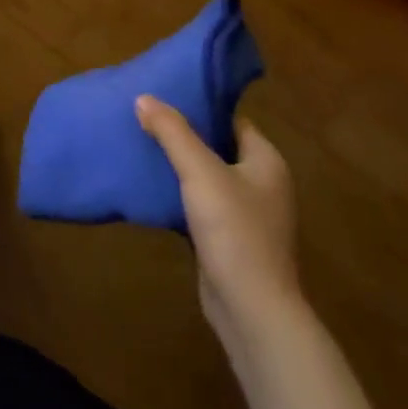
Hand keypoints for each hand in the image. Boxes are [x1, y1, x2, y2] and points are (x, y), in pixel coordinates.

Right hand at [136, 96, 298, 341]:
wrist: (252, 313)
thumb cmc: (234, 231)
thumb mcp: (200, 172)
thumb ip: (172, 132)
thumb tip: (143, 97)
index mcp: (265, 161)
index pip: (231, 119)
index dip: (200, 106)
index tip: (165, 95)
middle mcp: (261, 184)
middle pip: (217, 147)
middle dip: (184, 136)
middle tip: (146, 118)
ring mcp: (247, 216)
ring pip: (207, 179)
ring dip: (180, 167)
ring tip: (142, 147)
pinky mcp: (230, 242)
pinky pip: (201, 207)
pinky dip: (180, 197)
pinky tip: (152, 190)